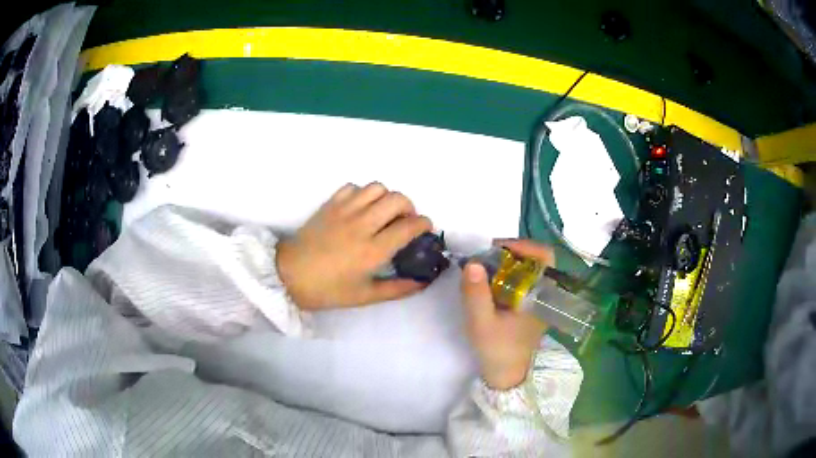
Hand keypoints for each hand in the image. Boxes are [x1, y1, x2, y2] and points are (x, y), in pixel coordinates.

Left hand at [276, 182, 431, 309]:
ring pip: (377, 187)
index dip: (424, 224)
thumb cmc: (328, 290)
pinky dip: (363, 193)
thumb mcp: (365, 296)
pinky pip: (353, 187)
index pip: (409, 226)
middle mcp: (362, 225)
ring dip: (387, 197)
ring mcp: (345, 211)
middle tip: (405, 221)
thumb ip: (398, 289)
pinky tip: (361, 208)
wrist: (289, 275)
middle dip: (410, 207)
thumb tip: (423, 282)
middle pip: (398, 199)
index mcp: (373, 250)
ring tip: (383, 212)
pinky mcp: (330, 204)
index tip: (425, 230)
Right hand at [460, 240, 553, 389]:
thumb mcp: (481, 323)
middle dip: (509, 252)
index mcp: (541, 293)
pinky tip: (488, 282)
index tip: (496, 249)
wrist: (506, 374)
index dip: (523, 245)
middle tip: (483, 257)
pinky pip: (521, 278)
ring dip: (505, 263)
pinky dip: (505, 274)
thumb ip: (476, 294)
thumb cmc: (497, 349)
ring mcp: (537, 298)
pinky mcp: (529, 304)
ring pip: (527, 267)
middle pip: (534, 258)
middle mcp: (544, 291)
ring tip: (482, 268)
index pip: (544, 255)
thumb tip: (473, 262)